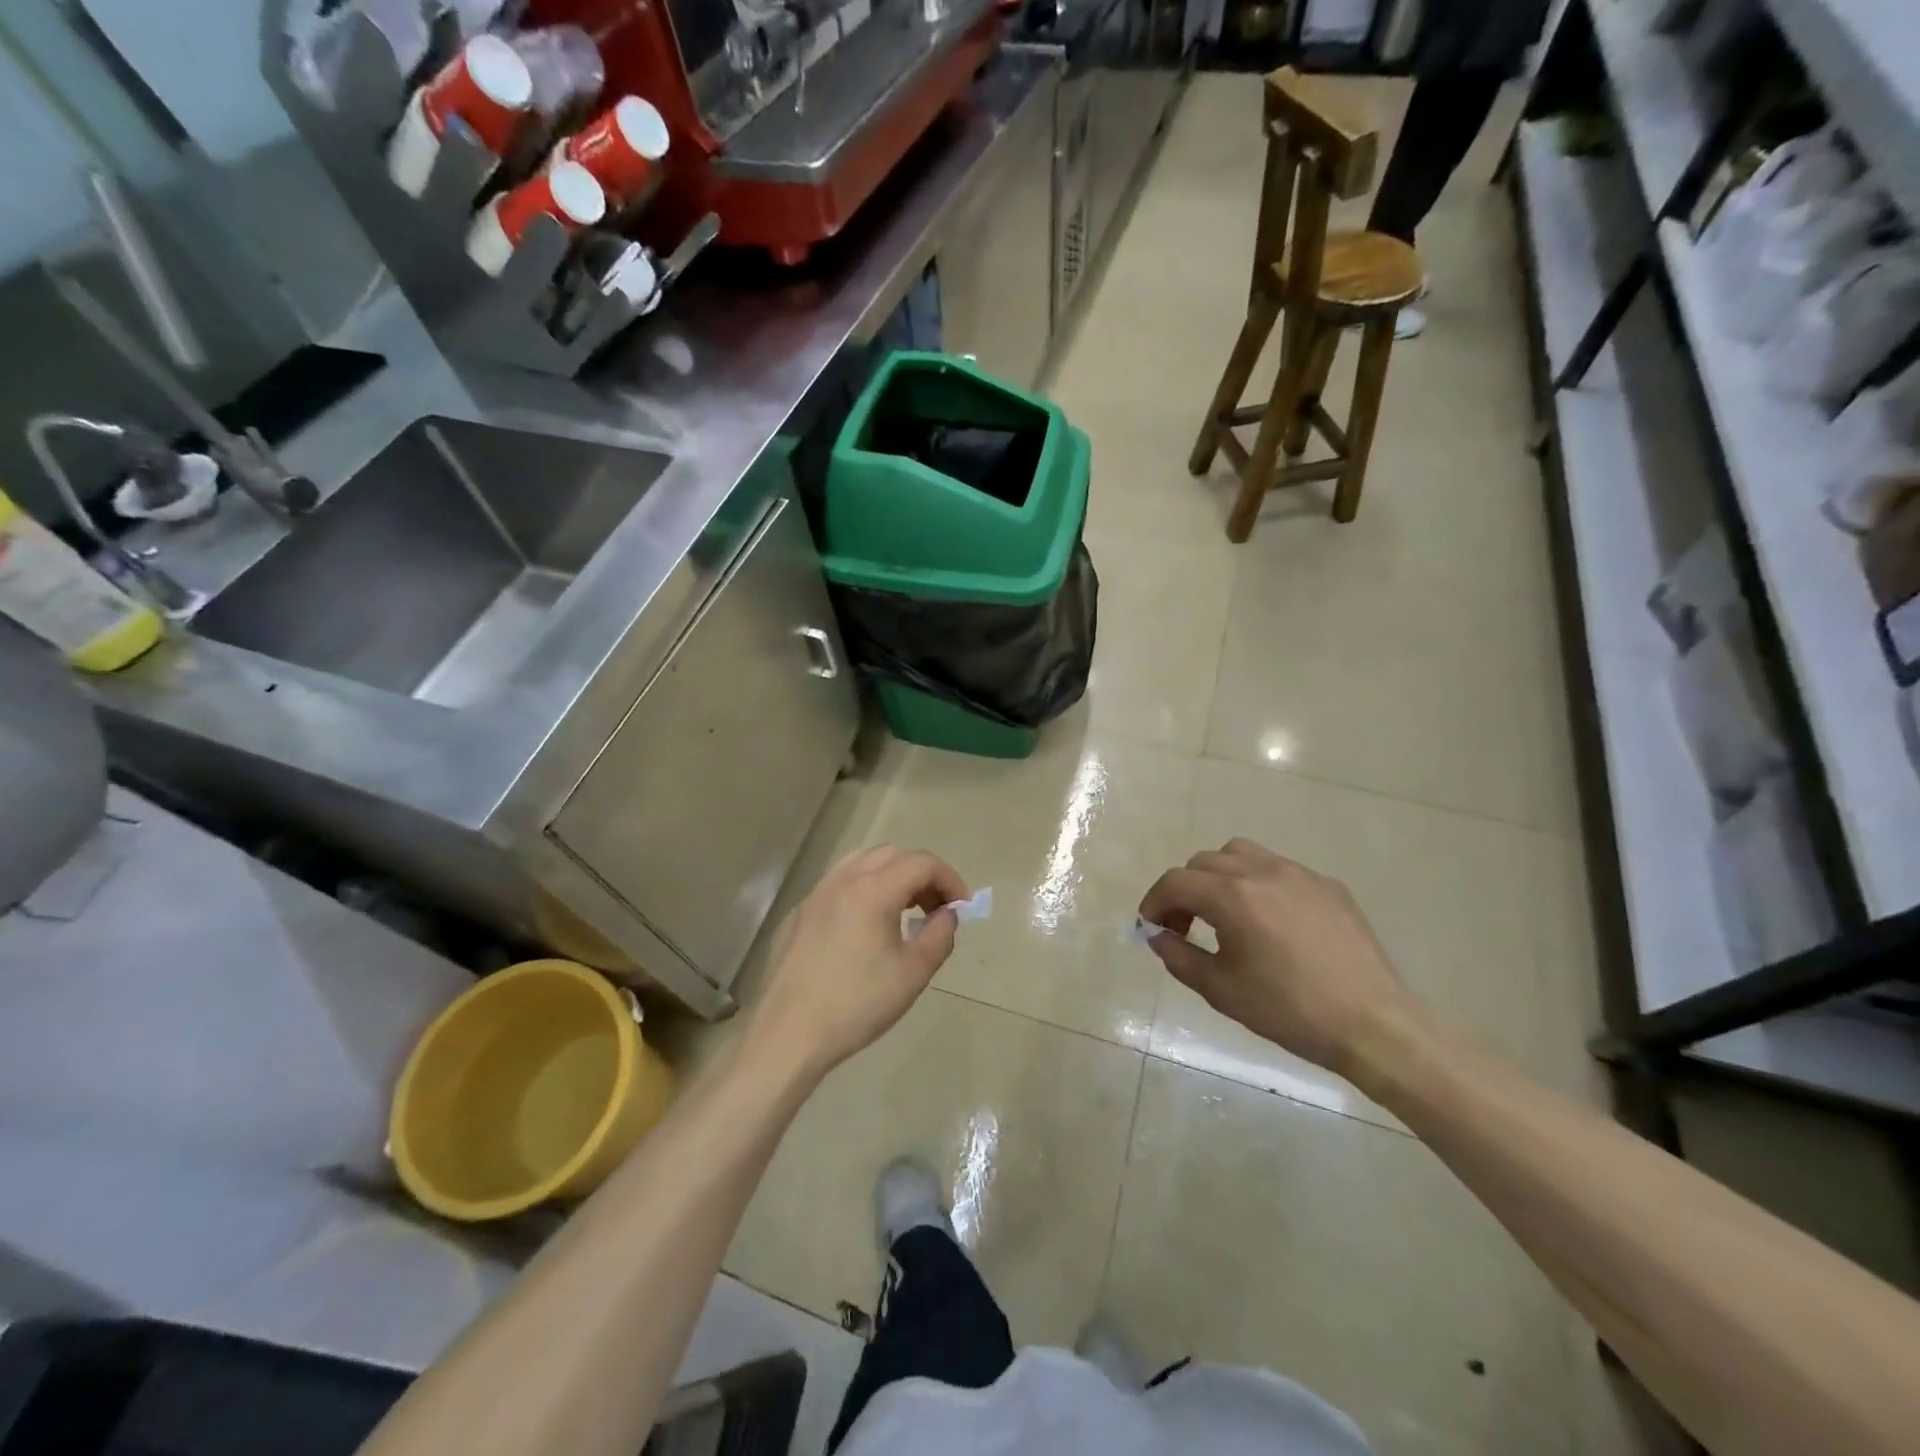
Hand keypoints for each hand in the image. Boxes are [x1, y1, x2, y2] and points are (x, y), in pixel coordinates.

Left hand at [745, 845, 969, 1080]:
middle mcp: (842, 881)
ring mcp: (815, 895)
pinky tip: (864, 930)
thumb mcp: (913, 973)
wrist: (788, 1034)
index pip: (922, 863)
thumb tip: (948, 913)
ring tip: (903, 912)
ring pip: (861, 863)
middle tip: (935, 910)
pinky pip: (837, 885)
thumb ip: (939, 934)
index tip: (962, 908)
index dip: (949, 879)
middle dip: (921, 875)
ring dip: (890, 877)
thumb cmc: (857, 1004)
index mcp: (872, 890)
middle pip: (892, 855)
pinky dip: (862, 891)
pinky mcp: (798, 915)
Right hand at [1139, 838, 1420, 1074]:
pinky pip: (1278, 869)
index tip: (1151, 927)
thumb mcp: (1222, 991)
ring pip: (1241, 854)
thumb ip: (1179, 957)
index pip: (1176, 881)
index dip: (1154, 901)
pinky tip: (1270, 922)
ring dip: (1219, 876)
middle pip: (1204, 862)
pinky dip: (1258, 883)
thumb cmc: (1290, 1010)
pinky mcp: (1328, 885)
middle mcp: (1263, 871)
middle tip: (1185, 926)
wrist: (1374, 1025)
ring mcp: (1299, 874)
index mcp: (1233, 896)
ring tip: (1225, 913)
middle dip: (1184, 890)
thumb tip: (1158, 936)